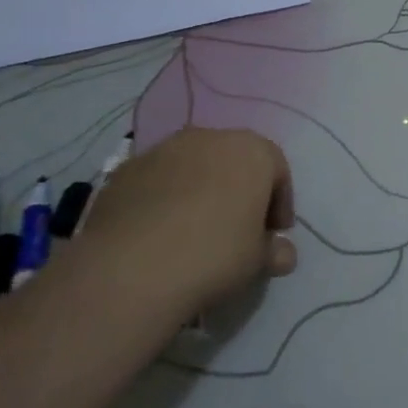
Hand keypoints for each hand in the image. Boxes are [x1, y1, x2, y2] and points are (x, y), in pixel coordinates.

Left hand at [78, 127, 295, 316]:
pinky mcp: (125, 170)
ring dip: (200, 191)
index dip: (279, 204)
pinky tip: (159, 233)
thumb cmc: (214, 255)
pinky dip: (164, 199)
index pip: (278, 172)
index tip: (273, 234)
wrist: (130, 270)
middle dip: (239, 191)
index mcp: (253, 151)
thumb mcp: (257, 260)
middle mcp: (210, 138)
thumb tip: (282, 253)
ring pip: (193, 167)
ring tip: (194, 231)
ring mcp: (163, 150)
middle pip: (234, 162)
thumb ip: (273, 250)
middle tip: (237, 229)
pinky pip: (157, 181)